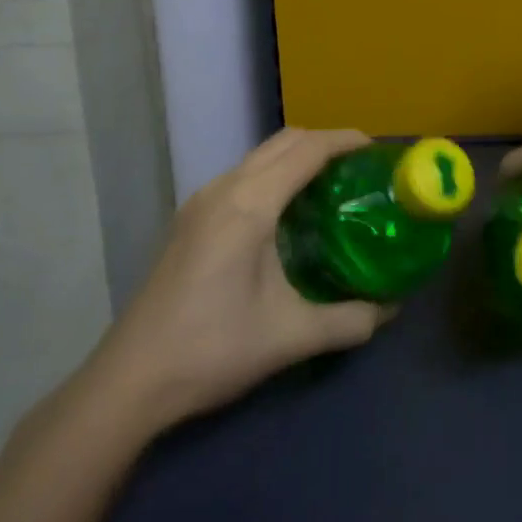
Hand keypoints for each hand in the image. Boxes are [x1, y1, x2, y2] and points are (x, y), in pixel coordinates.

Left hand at [80, 128, 395, 432]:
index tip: (377, 151)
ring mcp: (202, 200)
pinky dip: (275, 174)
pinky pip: (244, 174)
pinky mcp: (191, 217)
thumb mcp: (290, 337)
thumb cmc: (212, 350)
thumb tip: (392, 308)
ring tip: (332, 186)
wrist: (129, 380)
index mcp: (249, 205)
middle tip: (360, 169)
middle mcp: (224, 188)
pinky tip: (289, 212)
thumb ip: (349, 320)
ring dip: (298, 157)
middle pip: (284, 141)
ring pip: (261, 156)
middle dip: (326, 143)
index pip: (307, 150)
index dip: (345, 141)